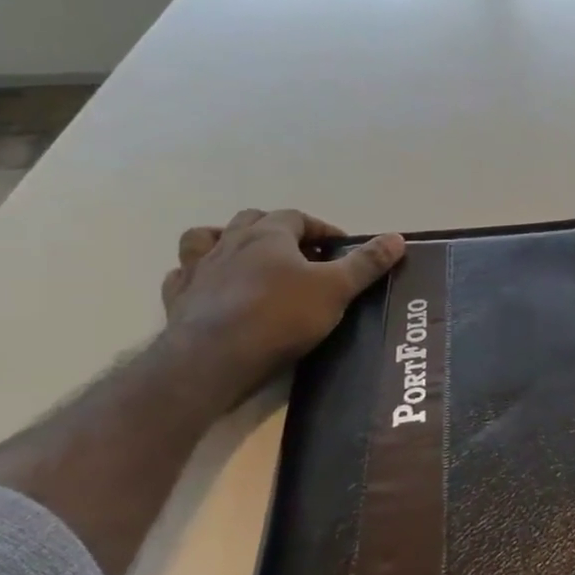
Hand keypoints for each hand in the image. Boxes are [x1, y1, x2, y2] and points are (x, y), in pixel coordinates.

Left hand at [159, 209, 405, 398]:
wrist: (214, 357)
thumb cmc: (281, 316)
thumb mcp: (337, 289)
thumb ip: (366, 263)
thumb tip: (397, 238)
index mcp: (268, 235)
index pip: (297, 217)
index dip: (321, 228)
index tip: (340, 247)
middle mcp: (230, 243)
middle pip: (252, 220)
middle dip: (278, 229)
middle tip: (301, 253)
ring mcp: (198, 269)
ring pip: (205, 237)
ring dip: (226, 239)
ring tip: (246, 257)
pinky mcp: (177, 298)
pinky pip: (183, 275)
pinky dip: (197, 274)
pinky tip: (210, 286)